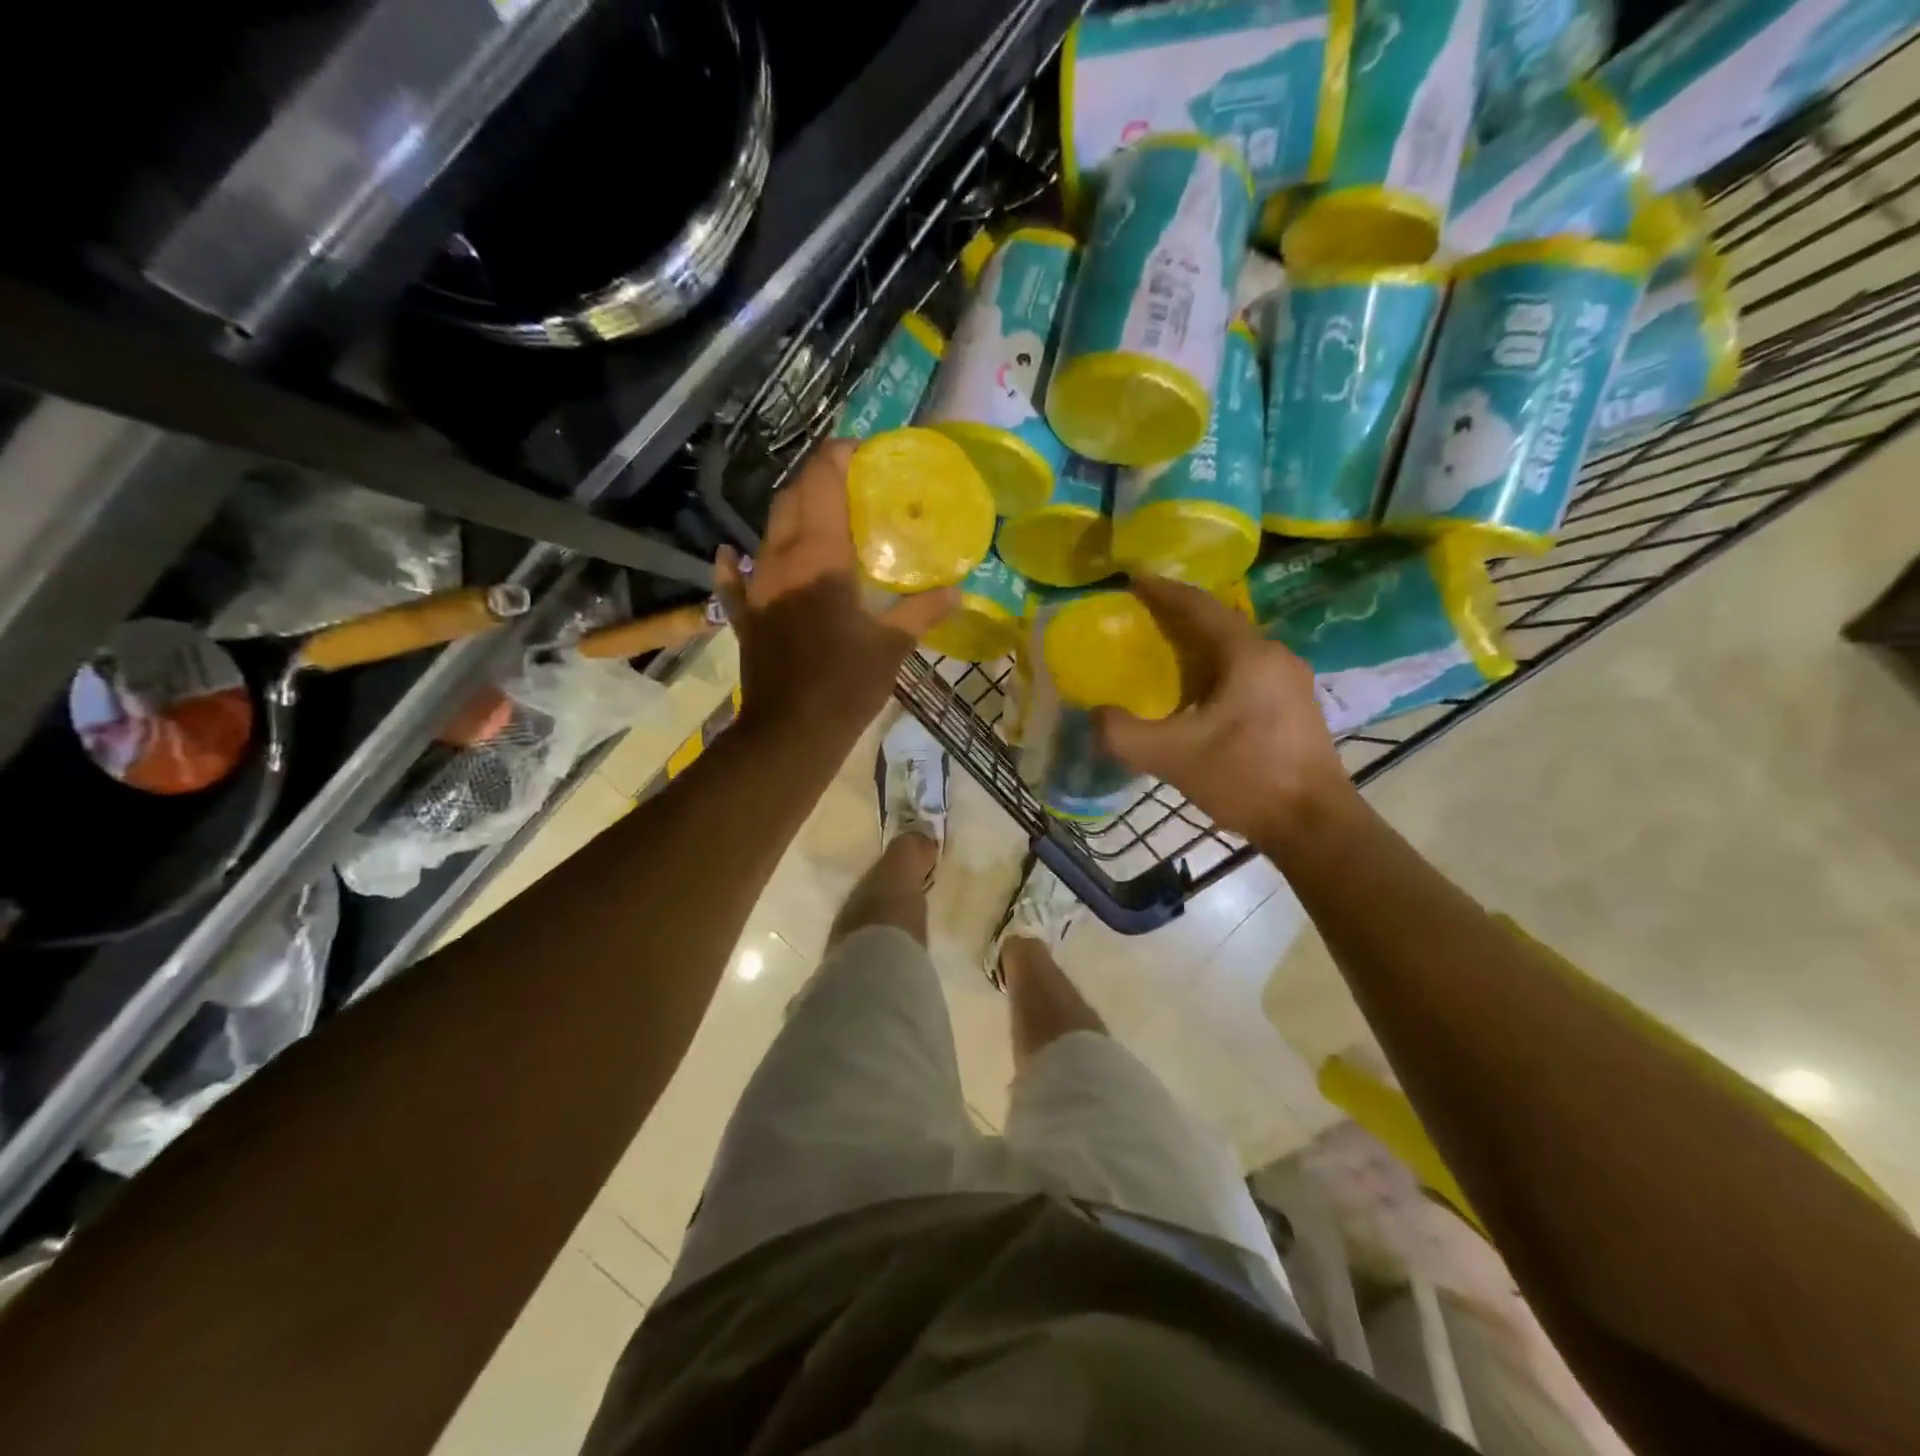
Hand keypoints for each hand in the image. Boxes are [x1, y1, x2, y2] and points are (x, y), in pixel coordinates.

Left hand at [715, 440, 955, 737]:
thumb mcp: (893, 646)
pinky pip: (735, 581)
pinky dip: (734, 564)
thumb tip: (957, 591)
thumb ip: (922, 611)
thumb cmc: (846, 683)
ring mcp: (758, 588)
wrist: (791, 732)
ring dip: (792, 515)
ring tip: (822, 517)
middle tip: (851, 483)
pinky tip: (731, 553)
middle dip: (817, 480)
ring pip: (768, 532)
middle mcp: (781, 560)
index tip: (862, 450)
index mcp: (819, 556)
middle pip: (791, 499)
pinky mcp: (747, 617)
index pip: (822, 483)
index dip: (838, 457)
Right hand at [1095, 576, 1353, 844]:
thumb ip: (1123, 734)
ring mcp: (1289, 681)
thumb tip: (1095, 715)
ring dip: (1198, 644)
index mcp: (1248, 655)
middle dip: (1179, 615)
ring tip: (1162, 649)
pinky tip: (1195, 690)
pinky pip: (1246, 670)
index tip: (1133, 579)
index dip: (1163, 591)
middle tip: (1140, 615)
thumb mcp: (1172, 757)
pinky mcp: (1293, 706)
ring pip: (1234, 648)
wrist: (1313, 824)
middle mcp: (1274, 656)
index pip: (1199, 607)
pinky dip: (1215, 668)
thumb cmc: (1245, 778)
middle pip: (1219, 623)